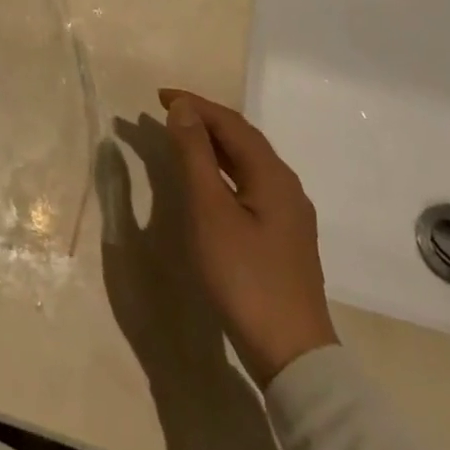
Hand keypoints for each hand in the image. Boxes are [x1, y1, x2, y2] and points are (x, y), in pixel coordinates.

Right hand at [162, 88, 338, 386]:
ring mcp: (288, 214)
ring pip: (248, 163)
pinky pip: (250, 184)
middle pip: (243, 140)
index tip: (159, 96)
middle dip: (205, 120)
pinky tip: (208, 181)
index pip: (231, 123)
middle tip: (167, 111)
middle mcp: (286, 187)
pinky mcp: (282, 237)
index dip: (196, 104)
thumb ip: (195, 156)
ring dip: (213, 144)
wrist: (290, 353)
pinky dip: (223, 169)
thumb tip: (184, 108)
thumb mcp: (210, 211)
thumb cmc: (244, 276)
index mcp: (273, 176)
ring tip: (181, 137)